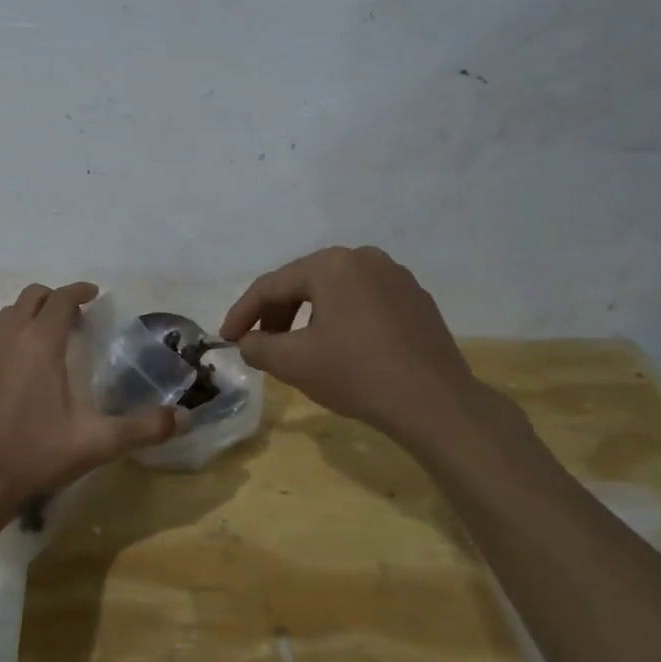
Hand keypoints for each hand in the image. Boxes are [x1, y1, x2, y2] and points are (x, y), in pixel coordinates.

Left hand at [0, 282, 183, 535]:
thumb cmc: (35, 455)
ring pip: (9, 314)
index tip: (95, 294)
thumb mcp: (96, 443)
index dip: (79, 291)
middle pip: (31, 297)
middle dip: (55, 298)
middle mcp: (10, 340)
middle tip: (79, 317)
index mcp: (40, 345)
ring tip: (55, 336)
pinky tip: (29, 367)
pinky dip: (15, 333)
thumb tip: (184, 418)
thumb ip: (142, 428)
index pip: (60, 300)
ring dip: (32, 313)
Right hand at [220, 246, 487, 441]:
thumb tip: (248, 342)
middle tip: (260, 344)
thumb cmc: (356, 374)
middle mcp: (364, 258)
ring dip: (307, 317)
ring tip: (297, 348)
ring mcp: (395, 277)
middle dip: (276, 314)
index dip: (242, 313)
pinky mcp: (416, 299)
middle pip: (304, 283)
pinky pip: (364, 302)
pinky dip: (341, 319)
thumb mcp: (293, 363)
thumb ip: (258, 347)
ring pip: (335, 291)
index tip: (225, 339)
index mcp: (331, 264)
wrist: (435, 403)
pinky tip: (339, 348)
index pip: (271, 285)